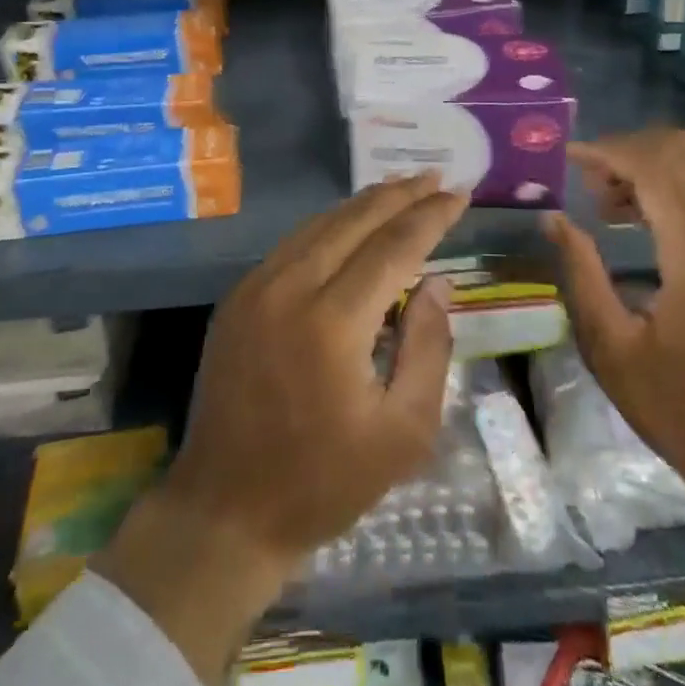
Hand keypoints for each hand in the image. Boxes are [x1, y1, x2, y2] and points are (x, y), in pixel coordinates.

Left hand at [94, 174, 466, 681]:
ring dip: (364, 203)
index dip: (430, 216)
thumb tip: (438, 282)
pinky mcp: (238, 298)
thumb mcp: (403, 432)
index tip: (459, 194)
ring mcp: (256, 288)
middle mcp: (289, 289)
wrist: (225, 510)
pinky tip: (352, 223)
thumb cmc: (325, 481)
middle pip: (354, 221)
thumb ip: (428, 348)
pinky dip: (330, 225)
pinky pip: (293, 244)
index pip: (393, 247)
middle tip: (435, 176)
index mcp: (332, 323)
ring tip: (401, 187)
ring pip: (320, 224)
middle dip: (399, 194)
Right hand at [546, 130, 684, 500]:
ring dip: (649, 165)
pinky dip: (670, 184)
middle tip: (587, 181)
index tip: (567, 158)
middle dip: (627, 150)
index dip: (607, 152)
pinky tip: (638, 216)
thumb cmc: (679, 409)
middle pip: (682, 151)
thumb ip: (581, 272)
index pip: (655, 168)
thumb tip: (553, 217)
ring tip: (605, 199)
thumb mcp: (611, 348)